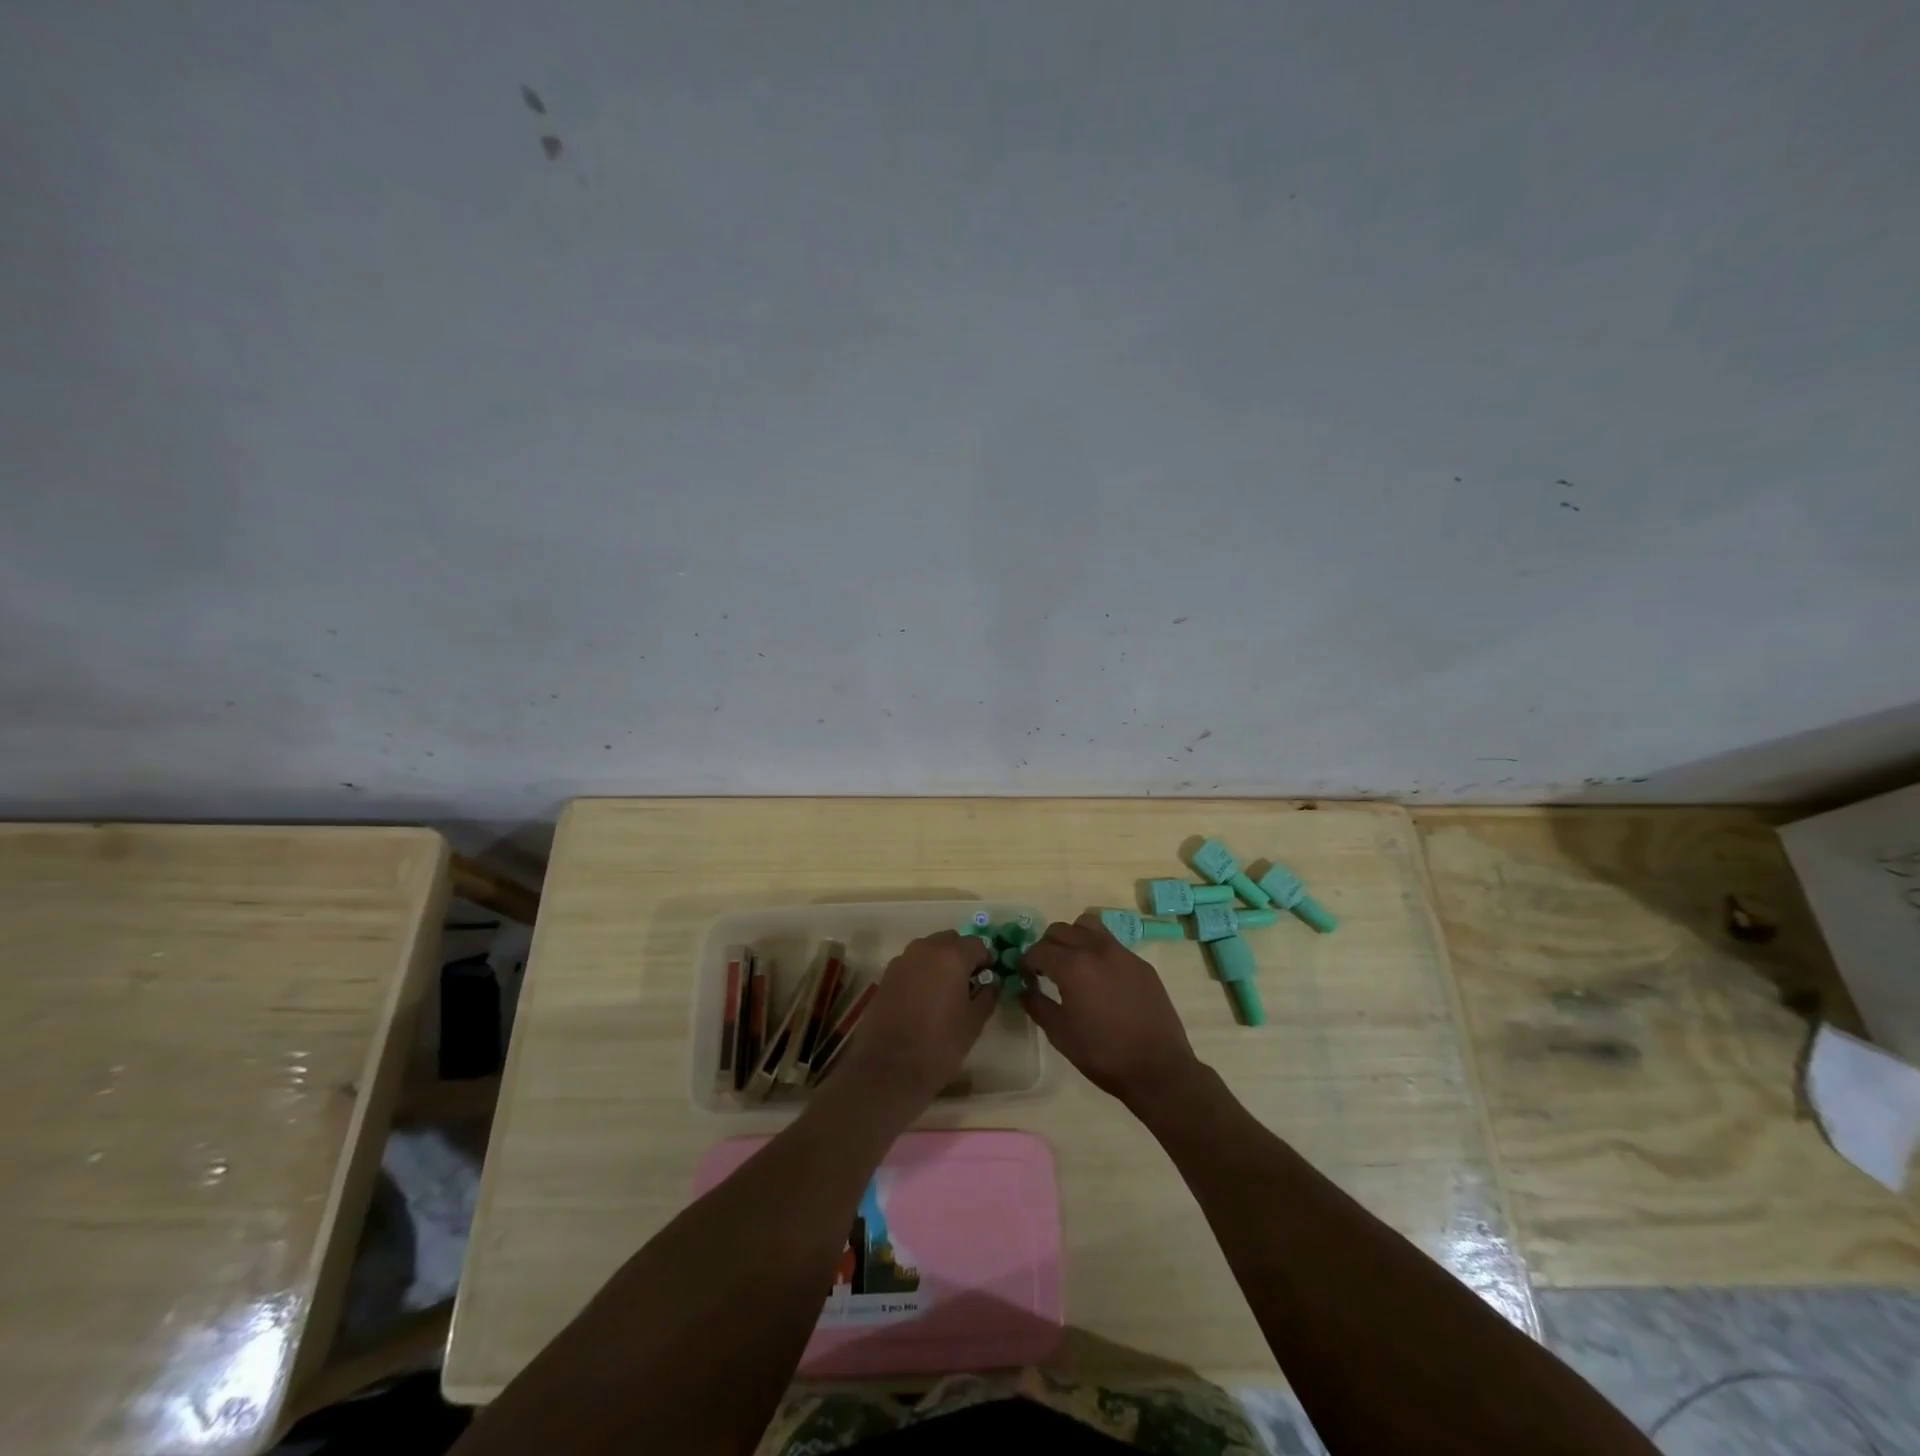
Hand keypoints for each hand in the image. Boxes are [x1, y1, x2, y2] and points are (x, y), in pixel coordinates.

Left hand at [837, 930, 996, 1106]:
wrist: (889, 1068)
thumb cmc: (939, 1044)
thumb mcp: (974, 1022)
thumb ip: (987, 995)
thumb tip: (990, 983)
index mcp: (951, 955)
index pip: (977, 944)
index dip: (986, 959)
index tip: (988, 979)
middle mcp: (925, 949)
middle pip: (950, 940)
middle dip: (962, 956)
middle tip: (968, 983)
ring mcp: (902, 960)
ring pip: (928, 950)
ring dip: (940, 962)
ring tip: (945, 992)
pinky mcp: (886, 975)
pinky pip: (911, 964)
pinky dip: (922, 972)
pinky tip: (923, 999)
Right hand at [1021, 913, 1203, 1109]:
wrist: (1158, 1068)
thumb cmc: (1103, 1054)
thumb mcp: (1060, 1034)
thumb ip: (1037, 1005)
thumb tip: (1024, 990)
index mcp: (1073, 966)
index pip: (1038, 950)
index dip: (1026, 963)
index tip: (1026, 978)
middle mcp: (1096, 949)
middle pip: (1060, 930)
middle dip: (1047, 946)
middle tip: (1046, 970)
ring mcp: (1122, 953)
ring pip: (1088, 926)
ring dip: (1073, 937)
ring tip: (1073, 963)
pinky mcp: (1140, 963)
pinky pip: (1111, 943)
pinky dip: (1097, 950)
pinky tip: (1101, 978)